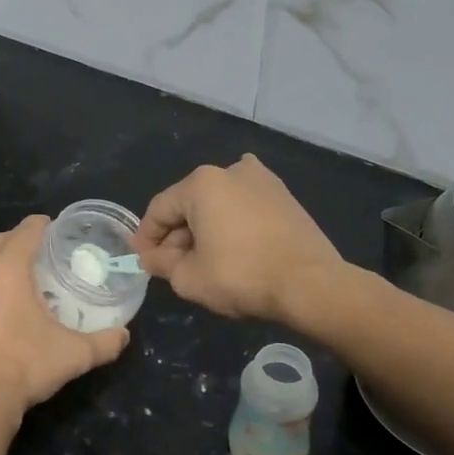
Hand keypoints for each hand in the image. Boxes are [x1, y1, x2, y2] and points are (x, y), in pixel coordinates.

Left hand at [0, 215, 129, 424]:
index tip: (51, 230)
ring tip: (1, 273)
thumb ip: (104, 342)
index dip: (40, 226)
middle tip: (32, 255)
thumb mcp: (73, 355)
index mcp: (8, 269)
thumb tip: (124, 335)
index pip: (25, 231)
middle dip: (14, 240)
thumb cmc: (25, 368)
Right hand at [134, 155, 343, 322]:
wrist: (310, 284)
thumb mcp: (188, 278)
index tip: (143, 261)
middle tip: (172, 266)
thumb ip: (162, 264)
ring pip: (218, 204)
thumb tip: (152, 257)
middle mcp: (230, 170)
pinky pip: (245, 207)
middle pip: (190, 204)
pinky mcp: (284, 196)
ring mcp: (262, 180)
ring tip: (203, 261)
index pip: (160, 209)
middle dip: (177, 235)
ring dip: (205, 229)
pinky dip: (233, 224)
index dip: (146, 237)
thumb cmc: (241, 275)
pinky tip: (232, 245)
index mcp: (201, 183)